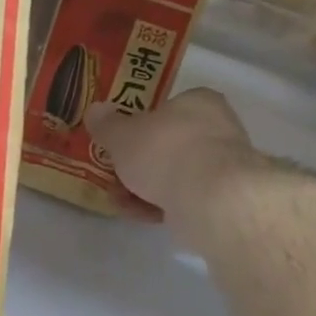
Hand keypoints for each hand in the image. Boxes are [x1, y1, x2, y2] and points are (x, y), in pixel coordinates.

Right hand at [85, 89, 257, 224]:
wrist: (208, 198)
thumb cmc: (164, 151)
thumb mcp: (122, 134)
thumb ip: (106, 124)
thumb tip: (95, 111)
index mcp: (199, 102)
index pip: (168, 107)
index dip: (140, 124)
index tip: (119, 142)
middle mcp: (216, 129)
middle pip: (167, 144)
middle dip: (137, 162)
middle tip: (113, 173)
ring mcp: (220, 167)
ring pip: (172, 174)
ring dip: (142, 187)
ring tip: (118, 199)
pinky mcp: (220, 199)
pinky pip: (181, 198)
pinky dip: (158, 205)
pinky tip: (136, 213)